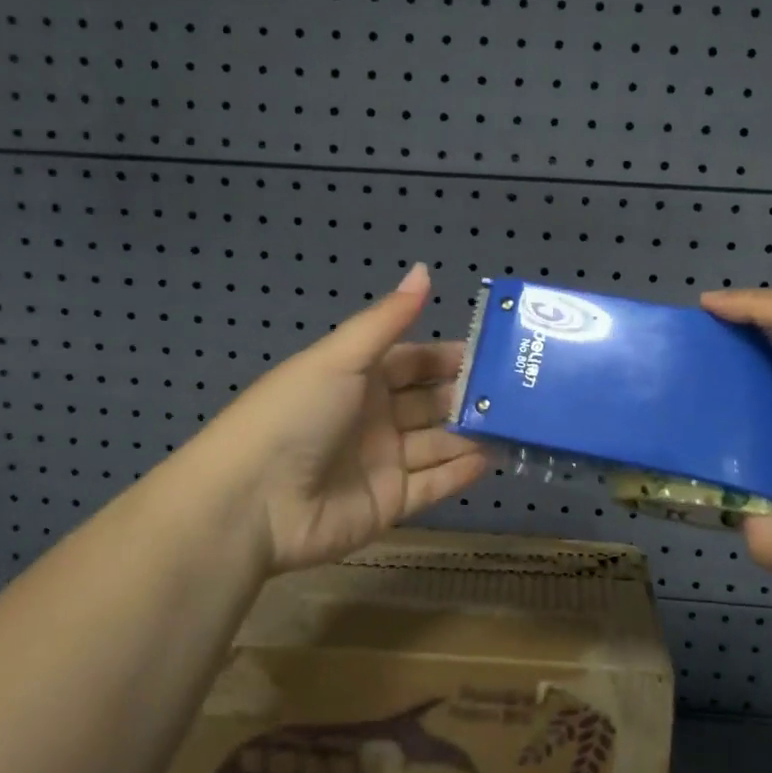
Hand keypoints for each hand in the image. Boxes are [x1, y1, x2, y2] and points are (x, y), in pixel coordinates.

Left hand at [196, 263, 488, 574]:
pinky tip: (494, 458)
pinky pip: (432, 485)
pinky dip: (461, 473)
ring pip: (437, 444)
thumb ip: (388, 319)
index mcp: (358, 377)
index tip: (496, 352)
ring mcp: (382, 462)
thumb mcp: (341, 358)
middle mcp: (373, 417)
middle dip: (468, 396)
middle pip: (430, 402)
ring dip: (472, 434)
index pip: (415, 361)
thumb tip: (424, 269)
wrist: (252, 501)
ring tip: (518, 425)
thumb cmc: (296, 414)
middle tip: (519, 391)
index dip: (450, 356)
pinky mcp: (389, 504)